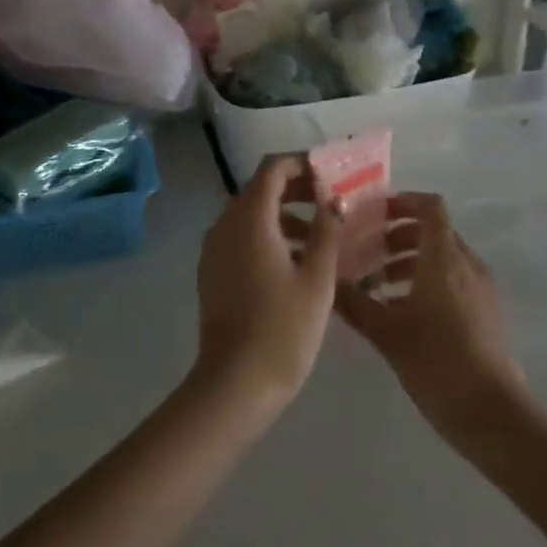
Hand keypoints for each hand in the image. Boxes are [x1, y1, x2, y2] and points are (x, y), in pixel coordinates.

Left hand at [194, 155, 340, 410]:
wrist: (236, 382)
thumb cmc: (284, 327)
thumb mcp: (317, 277)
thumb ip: (327, 230)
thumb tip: (334, 199)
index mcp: (249, 218)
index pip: (272, 168)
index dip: (302, 164)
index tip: (332, 174)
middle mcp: (224, 224)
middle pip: (260, 189)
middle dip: (297, 189)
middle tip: (333, 202)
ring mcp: (214, 249)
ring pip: (251, 216)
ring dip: (285, 215)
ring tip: (323, 236)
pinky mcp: (213, 272)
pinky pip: (241, 239)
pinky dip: (268, 237)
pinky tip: (297, 262)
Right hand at [336, 192, 525, 430]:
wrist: (489, 410)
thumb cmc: (435, 360)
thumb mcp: (385, 332)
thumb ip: (353, 303)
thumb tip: (325, 282)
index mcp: (444, 258)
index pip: (430, 207)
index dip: (403, 201)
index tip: (373, 212)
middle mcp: (466, 264)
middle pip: (433, 232)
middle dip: (398, 236)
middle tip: (365, 252)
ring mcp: (479, 288)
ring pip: (442, 258)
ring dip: (409, 261)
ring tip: (376, 285)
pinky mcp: (484, 311)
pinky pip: (453, 280)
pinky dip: (426, 281)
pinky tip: (400, 311)